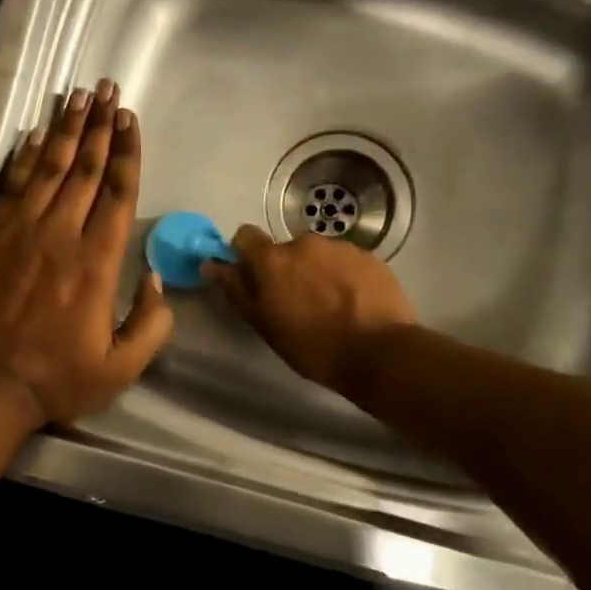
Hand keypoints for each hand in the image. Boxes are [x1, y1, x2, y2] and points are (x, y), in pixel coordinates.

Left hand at [0, 80, 172, 425]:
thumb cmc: (57, 380)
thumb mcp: (121, 367)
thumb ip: (151, 323)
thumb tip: (158, 280)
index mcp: (96, 263)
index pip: (117, 193)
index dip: (126, 153)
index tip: (129, 119)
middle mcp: (59, 235)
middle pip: (83, 169)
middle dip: (98, 126)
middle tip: (106, 89)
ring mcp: (19, 232)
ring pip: (47, 169)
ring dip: (63, 131)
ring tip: (76, 97)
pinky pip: (10, 188)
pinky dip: (23, 160)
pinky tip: (33, 137)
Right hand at [203, 224, 415, 391]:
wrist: (379, 353)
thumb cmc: (311, 345)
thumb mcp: (263, 324)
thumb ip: (236, 289)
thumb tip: (211, 264)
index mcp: (273, 259)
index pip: (245, 236)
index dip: (246, 255)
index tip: (253, 279)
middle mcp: (305, 242)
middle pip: (285, 249)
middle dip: (287, 269)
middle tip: (296, 303)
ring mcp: (341, 247)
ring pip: (318, 255)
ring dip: (316, 272)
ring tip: (330, 306)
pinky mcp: (370, 258)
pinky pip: (346, 262)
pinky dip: (344, 277)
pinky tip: (353, 304)